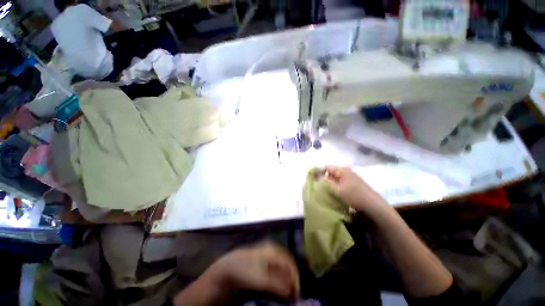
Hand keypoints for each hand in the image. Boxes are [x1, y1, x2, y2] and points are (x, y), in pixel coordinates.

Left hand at [206, 242, 299, 300]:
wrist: (226, 268)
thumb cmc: (245, 271)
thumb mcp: (262, 280)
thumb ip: (279, 285)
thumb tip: (291, 291)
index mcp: (273, 250)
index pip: (289, 263)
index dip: (295, 277)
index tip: (296, 293)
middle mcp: (271, 249)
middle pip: (286, 263)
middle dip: (291, 278)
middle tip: (292, 293)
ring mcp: (266, 252)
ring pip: (280, 265)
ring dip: (285, 278)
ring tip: (286, 291)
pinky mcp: (261, 258)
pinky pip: (274, 266)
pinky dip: (278, 276)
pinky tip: (277, 285)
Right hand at [323, 166, 390, 216]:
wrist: (373, 205)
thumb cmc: (354, 195)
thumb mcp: (337, 190)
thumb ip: (325, 183)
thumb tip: (317, 178)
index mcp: (342, 170)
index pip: (326, 167)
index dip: (319, 172)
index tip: (313, 180)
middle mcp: (346, 171)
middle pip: (331, 172)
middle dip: (324, 178)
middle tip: (319, 186)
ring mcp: (351, 177)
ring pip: (336, 178)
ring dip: (330, 183)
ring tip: (326, 190)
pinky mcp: (354, 183)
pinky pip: (341, 182)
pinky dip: (336, 186)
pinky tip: (335, 192)